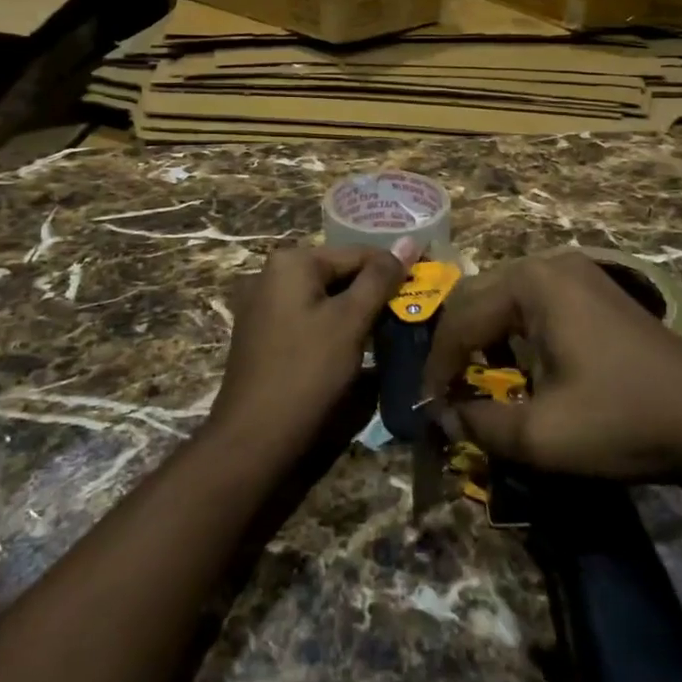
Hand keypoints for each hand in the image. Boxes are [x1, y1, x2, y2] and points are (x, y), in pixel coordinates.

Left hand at [205, 241, 416, 464]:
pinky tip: (359, 347)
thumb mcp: (350, 321)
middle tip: (414, 311)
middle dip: (376, 292)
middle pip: (340, 274)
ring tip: (394, 329)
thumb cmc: (307, 372)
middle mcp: (272, 274)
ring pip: (326, 298)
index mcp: (291, 262)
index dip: (396, 269)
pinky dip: (335, 327)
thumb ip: (380, 279)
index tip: (428, 284)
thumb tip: (410, 240)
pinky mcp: (264, 335)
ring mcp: (263, 305)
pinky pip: (309, 318)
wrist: (254, 440)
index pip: (358, 253)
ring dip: (358, 312)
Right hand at [420, 251, 681, 486]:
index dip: (438, 366)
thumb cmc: (621, 422)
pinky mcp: (594, 287)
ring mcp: (577, 270)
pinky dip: (513, 330)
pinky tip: (518, 363)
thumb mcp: (540, 437)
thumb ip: (477, 424)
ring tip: (474, 379)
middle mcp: (550, 262)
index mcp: (532, 283)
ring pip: (504, 296)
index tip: (426, 407)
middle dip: (456, 345)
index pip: (461, 318)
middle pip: (478, 296)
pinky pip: (534, 300)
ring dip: (483, 335)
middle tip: (445, 391)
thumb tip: (442, 415)